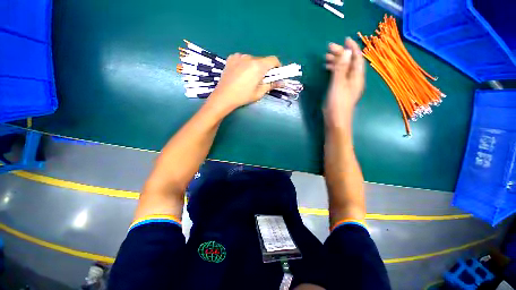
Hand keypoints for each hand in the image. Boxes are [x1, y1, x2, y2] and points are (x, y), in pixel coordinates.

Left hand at [209, 54, 281, 110]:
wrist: (224, 96)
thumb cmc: (243, 96)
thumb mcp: (259, 93)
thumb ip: (271, 85)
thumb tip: (282, 82)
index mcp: (258, 66)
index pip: (273, 60)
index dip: (277, 66)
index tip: (275, 75)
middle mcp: (249, 57)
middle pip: (262, 60)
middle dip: (264, 69)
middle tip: (261, 80)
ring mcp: (239, 56)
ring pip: (252, 60)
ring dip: (254, 67)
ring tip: (248, 79)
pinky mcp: (231, 58)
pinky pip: (243, 59)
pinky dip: (245, 65)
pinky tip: (240, 74)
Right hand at [324, 38, 364, 127]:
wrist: (336, 121)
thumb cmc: (337, 104)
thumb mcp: (338, 84)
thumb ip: (341, 68)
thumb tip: (346, 51)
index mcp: (357, 77)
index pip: (357, 58)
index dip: (352, 48)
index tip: (344, 40)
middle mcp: (354, 80)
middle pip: (350, 63)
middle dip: (341, 54)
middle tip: (329, 50)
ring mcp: (348, 86)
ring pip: (344, 69)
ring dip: (337, 62)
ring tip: (326, 59)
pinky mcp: (341, 91)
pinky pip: (340, 76)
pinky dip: (335, 71)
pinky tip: (328, 70)